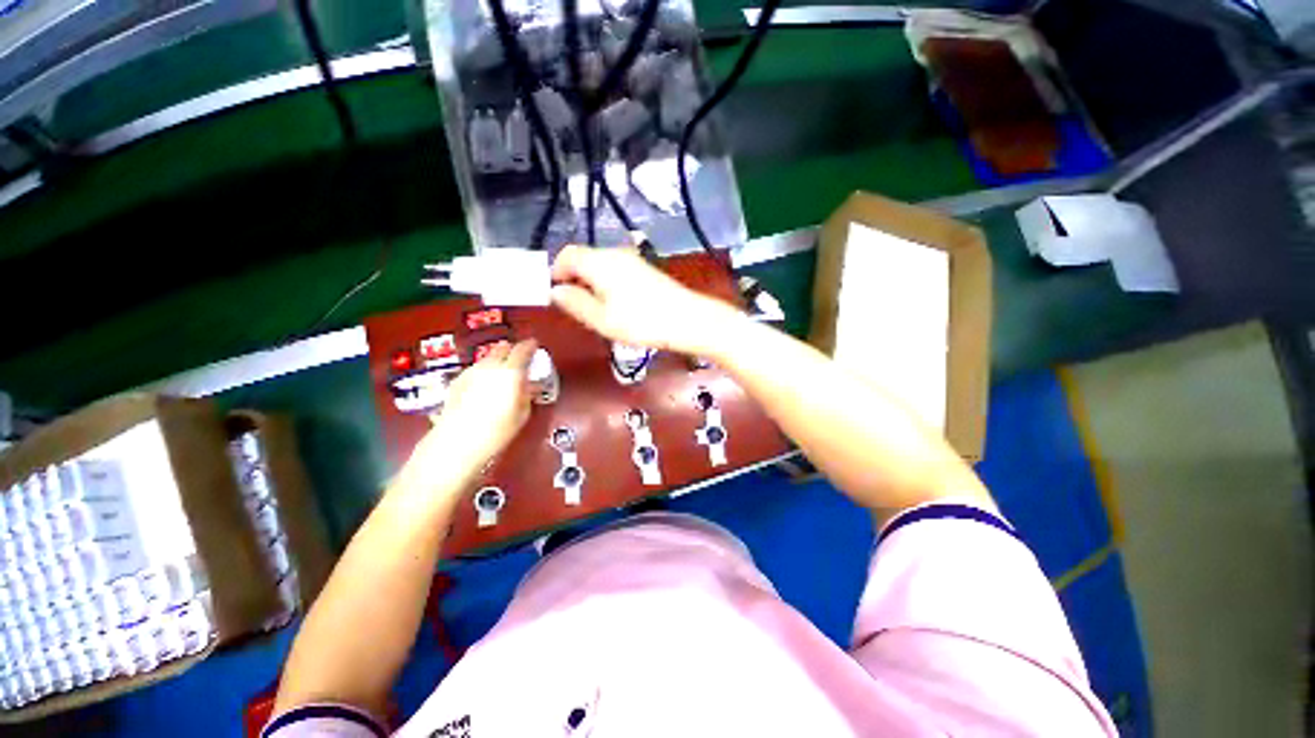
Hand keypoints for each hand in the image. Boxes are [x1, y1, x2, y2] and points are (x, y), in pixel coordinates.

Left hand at [399, 340, 537, 496]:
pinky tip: (484, 385)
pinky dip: (483, 372)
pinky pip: (475, 370)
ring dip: (496, 361)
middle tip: (519, 357)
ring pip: (487, 359)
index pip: (523, 349)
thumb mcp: (522, 413)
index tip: (534, 345)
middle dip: (511, 350)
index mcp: (510, 371)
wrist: (457, 442)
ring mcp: (471, 373)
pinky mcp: (456, 382)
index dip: (530, 346)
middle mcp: (489, 366)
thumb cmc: (497, 430)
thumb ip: (527, 394)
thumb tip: (530, 386)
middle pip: (501, 349)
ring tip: (502, 373)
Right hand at [550, 245, 742, 355]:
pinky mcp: (645, 268)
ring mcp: (632, 259)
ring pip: (600, 265)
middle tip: (576, 307)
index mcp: (599, 262)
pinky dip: (607, 283)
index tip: (556, 294)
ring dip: (591, 282)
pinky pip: (616, 270)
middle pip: (584, 258)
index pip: (566, 255)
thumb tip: (555, 291)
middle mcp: (614, 253)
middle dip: (573, 279)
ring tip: (596, 310)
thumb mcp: (601, 319)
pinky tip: (616, 305)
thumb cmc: (640, 322)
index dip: (555, 272)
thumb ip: (575, 303)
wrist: (685, 319)